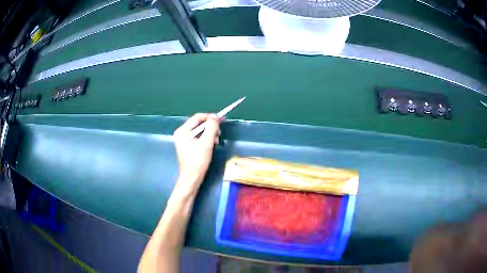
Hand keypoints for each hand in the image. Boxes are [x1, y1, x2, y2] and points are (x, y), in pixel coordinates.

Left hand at [173, 113, 220, 195]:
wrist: (192, 179)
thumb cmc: (197, 161)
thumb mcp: (206, 143)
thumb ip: (211, 128)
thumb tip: (215, 116)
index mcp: (182, 131)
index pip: (197, 118)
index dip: (210, 117)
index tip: (222, 119)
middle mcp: (182, 133)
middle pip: (199, 124)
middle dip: (211, 127)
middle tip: (220, 133)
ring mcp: (185, 140)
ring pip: (201, 131)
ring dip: (211, 134)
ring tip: (217, 141)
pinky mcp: (189, 146)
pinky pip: (199, 138)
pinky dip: (207, 139)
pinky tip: (213, 145)